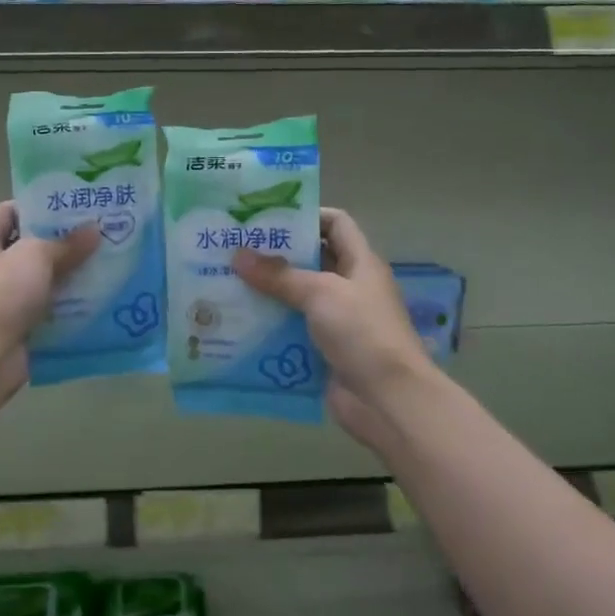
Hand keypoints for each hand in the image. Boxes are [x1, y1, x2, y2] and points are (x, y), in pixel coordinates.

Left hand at [0, 202, 99, 384]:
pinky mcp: (16, 326)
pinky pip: (45, 308)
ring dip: (67, 274)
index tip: (70, 206)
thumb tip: (94, 229)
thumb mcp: (36, 256)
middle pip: (27, 246)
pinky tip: (94, 299)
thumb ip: (66, 242)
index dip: (36, 205)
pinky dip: (66, 304)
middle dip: (60, 241)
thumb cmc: (3, 294)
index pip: (7, 212)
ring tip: (102, 264)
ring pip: (40, 279)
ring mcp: (1, 300)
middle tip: (96, 234)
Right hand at [233, 208, 433, 422]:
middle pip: (310, 261)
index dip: (306, 216)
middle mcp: (350, 287)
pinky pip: (292, 331)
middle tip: (234, 250)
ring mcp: (337, 321)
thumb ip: (279, 275)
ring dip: (266, 293)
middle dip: (274, 256)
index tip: (266, 219)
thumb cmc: (362, 332)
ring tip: (226, 283)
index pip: (335, 224)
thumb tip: (238, 255)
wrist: (388, 399)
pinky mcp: (324, 350)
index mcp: (360, 263)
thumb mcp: (320, 293)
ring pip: (297, 298)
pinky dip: (269, 326)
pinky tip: (237, 323)